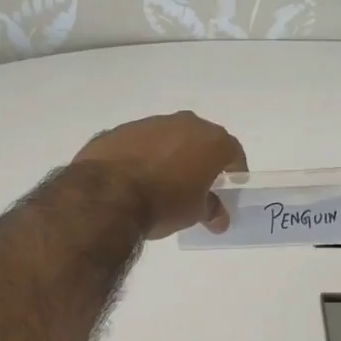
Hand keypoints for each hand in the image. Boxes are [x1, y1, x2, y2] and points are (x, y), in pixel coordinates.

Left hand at [73, 112, 247, 238]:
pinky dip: (142, 156)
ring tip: (161, 183)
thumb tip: (218, 217)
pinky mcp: (120, 130)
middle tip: (196, 185)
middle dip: (201, 160)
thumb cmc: (163, 203)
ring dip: (170, 155)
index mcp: (210, 140)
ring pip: (169, 138)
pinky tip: (134, 178)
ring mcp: (149, 123)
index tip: (229, 188)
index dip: (234, 171)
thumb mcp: (194, 213)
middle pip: (201, 140)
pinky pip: (140, 143)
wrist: (106, 194)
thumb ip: (211, 210)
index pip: (233, 152)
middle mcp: (184, 123)